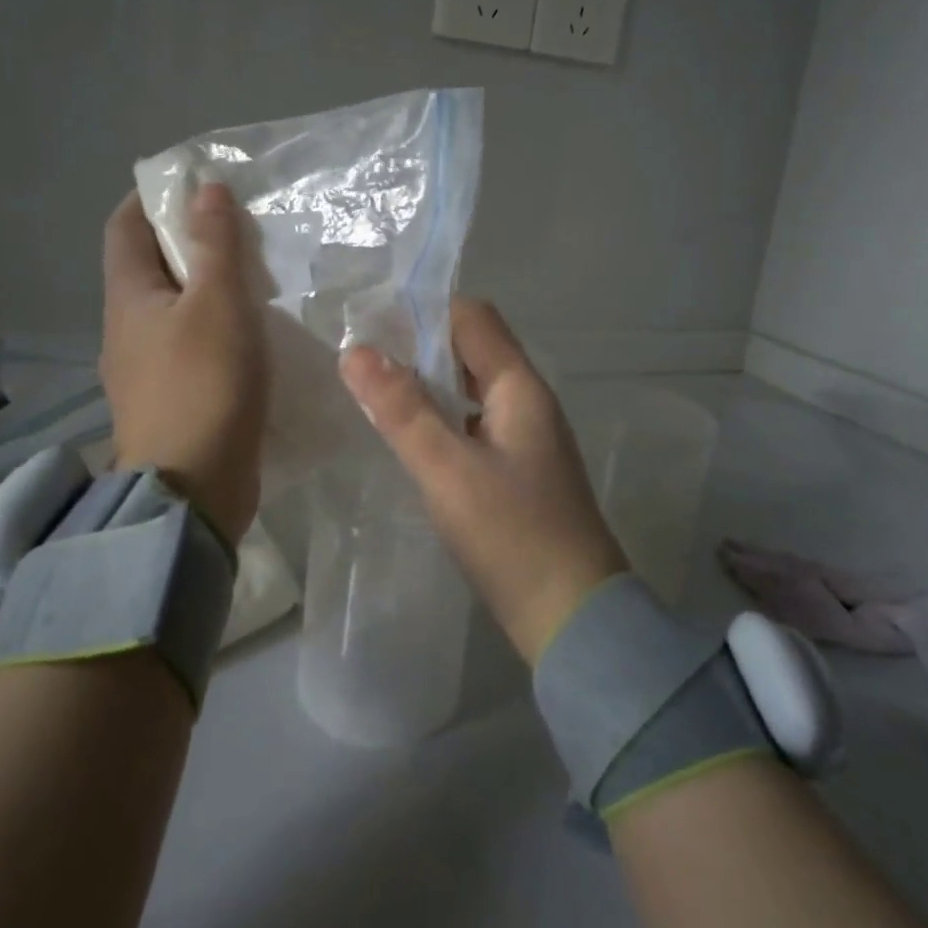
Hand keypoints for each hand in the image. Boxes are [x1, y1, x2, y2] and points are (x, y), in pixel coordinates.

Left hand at [101, 184, 268, 543]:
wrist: (192, 490)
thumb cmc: (203, 386)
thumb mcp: (217, 304)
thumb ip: (214, 245)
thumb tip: (205, 189)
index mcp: (127, 297)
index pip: (125, 225)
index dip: (152, 196)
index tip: (195, 182)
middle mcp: (126, 328)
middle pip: (150, 265)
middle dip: (188, 239)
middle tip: (240, 226)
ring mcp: (146, 368)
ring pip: (174, 307)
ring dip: (206, 285)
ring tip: (254, 273)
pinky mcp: (172, 398)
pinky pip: (190, 343)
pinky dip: (216, 325)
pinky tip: (251, 331)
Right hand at [339, 298, 627, 663]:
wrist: (572, 617)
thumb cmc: (512, 535)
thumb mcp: (448, 470)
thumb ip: (402, 409)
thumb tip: (355, 350)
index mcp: (520, 388)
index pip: (473, 318)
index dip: (424, 309)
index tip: (370, 319)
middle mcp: (527, 402)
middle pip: (472, 349)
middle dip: (418, 344)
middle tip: (360, 355)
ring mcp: (525, 438)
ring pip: (470, 389)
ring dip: (427, 382)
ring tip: (373, 389)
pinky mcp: (516, 472)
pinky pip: (473, 424)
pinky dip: (439, 417)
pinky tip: (409, 436)